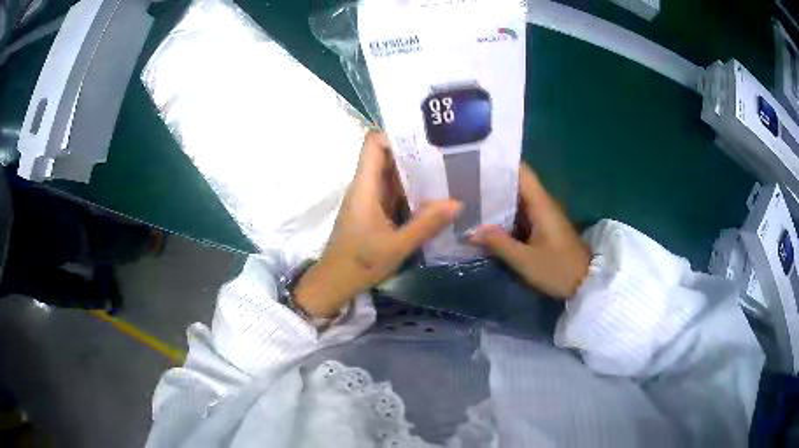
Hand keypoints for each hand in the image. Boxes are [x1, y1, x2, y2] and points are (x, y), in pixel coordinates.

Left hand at [294, 131, 461, 316]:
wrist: (335, 282)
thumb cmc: (360, 263)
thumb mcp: (397, 246)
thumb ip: (426, 224)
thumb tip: (457, 202)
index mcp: (365, 186)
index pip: (373, 143)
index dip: (396, 134)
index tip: (425, 135)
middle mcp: (366, 186)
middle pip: (387, 156)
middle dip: (415, 152)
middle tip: (447, 151)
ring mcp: (370, 198)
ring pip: (393, 174)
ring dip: (416, 172)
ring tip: (447, 169)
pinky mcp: (374, 211)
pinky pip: (394, 192)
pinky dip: (412, 190)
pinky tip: (435, 195)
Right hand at [471, 163, 589, 299]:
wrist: (586, 283)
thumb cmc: (558, 269)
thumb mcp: (525, 260)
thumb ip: (498, 243)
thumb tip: (471, 231)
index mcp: (541, 204)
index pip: (521, 171)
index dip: (500, 165)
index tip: (476, 165)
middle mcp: (542, 203)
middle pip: (516, 184)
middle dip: (492, 184)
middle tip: (464, 186)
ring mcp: (544, 215)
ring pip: (517, 200)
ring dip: (497, 201)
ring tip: (470, 201)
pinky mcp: (543, 227)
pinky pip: (521, 214)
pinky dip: (505, 215)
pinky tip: (487, 222)